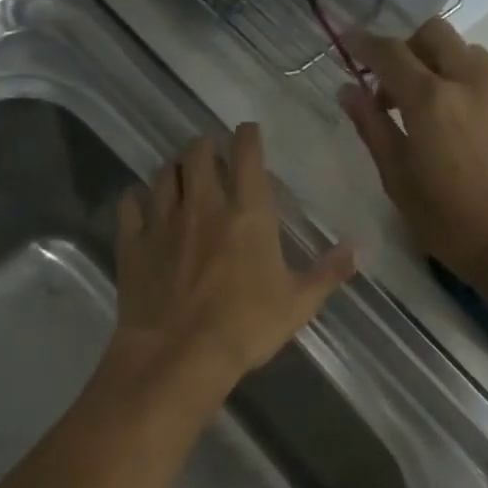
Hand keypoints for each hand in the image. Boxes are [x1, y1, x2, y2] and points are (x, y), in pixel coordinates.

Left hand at [110, 124, 355, 399]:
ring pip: (164, 174)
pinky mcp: (133, 243)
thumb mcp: (298, 304)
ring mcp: (163, 221)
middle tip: (211, 157)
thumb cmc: (246, 328)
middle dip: (206, 147)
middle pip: (198, 153)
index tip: (248, 133)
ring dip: (174, 169)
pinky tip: (140, 205)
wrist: (180, 355)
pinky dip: (136, 199)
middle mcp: (204, 205)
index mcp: (248, 213)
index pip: (247, 153)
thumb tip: (358, 249)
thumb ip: (328, 273)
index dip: (248, 136)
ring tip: (180, 178)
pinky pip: (129, 205)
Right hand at [340, 22, 487, 282]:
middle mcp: (471, 82)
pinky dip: (473, 94)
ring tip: (435, 111)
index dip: (364, 42)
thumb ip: (372, 128)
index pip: (390, 52)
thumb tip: (349, 90)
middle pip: (435, 34)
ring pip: (469, 54)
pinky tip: (470, 136)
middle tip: (395, 88)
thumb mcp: (397, 179)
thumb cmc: (446, 222)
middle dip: (408, 48)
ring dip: (443, 68)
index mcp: (430, 100)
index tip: (348, 41)